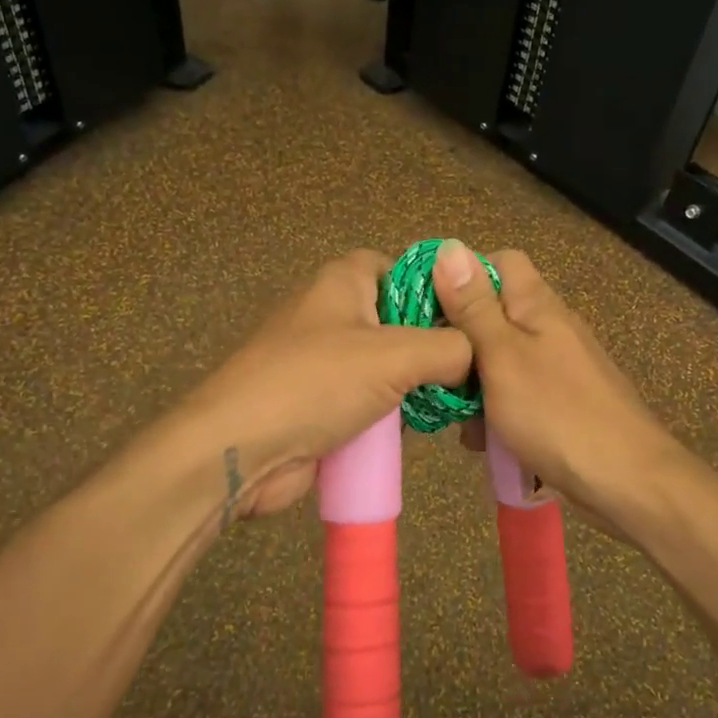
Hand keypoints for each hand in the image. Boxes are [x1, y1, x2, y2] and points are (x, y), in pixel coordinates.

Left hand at [165, 249, 471, 521]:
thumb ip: (449, 348)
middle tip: (478, 370)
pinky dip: (395, 413)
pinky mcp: (322, 403)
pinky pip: (371, 400)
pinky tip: (425, 428)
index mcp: (344, 282)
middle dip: (436, 345)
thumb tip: (478, 356)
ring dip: (419, 385)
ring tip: (461, 403)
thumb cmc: (315, 383)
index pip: (401, 267)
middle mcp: (334, 314)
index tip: (474, 319)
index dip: (438, 288)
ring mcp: (326, 361)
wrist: (240, 449)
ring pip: (390, 365)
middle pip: (400, 319)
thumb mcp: (394, 356)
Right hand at [430, 241, 683, 535]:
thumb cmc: (557, 414)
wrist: (627, 482)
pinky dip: (496, 413)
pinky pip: (516, 395)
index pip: (499, 262)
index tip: (427, 307)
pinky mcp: (561, 403)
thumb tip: (449, 247)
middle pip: (494, 315)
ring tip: (458, 420)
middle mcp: (550, 327)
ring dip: (474, 386)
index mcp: (537, 305)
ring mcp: (558, 367)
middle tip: (434, 373)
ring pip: (500, 361)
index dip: (461, 276)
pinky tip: (485, 443)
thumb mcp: (502, 356)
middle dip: (460, 343)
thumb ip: (474, 306)